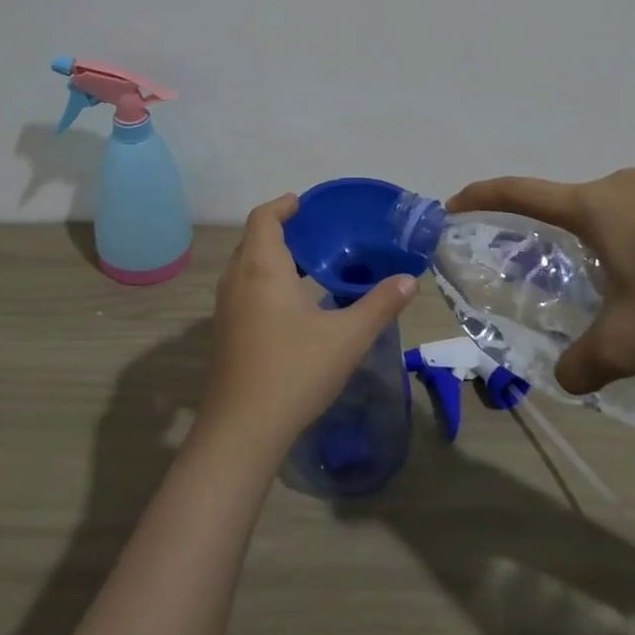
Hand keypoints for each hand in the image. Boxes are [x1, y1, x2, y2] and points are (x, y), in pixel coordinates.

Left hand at [200, 194, 417, 457]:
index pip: (263, 218)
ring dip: (271, 257)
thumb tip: (409, 280)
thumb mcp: (347, 337)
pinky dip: (264, 281)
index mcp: (262, 268)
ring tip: (309, 266)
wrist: (243, 430)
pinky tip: (292, 306)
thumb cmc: (295, 371)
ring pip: (245, 266)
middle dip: (280, 230)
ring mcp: (225, 308)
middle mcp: (237, 280)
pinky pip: (243, 289)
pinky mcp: (224, 333)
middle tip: (317, 234)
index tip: (305, 204)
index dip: (283, 205)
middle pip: (253, 239)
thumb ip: (379, 304)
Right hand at [447, 169, 634, 395]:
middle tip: (536, 261)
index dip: (481, 196)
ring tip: (602, 279)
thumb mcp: (628, 341)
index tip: (454, 204)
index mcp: (592, 207)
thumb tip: (564, 380)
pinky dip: (631, 240)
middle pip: (564, 201)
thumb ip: (585, 362)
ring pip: (608, 211)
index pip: (519, 192)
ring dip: (592, 237)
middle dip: (543, 227)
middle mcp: (620, 188)